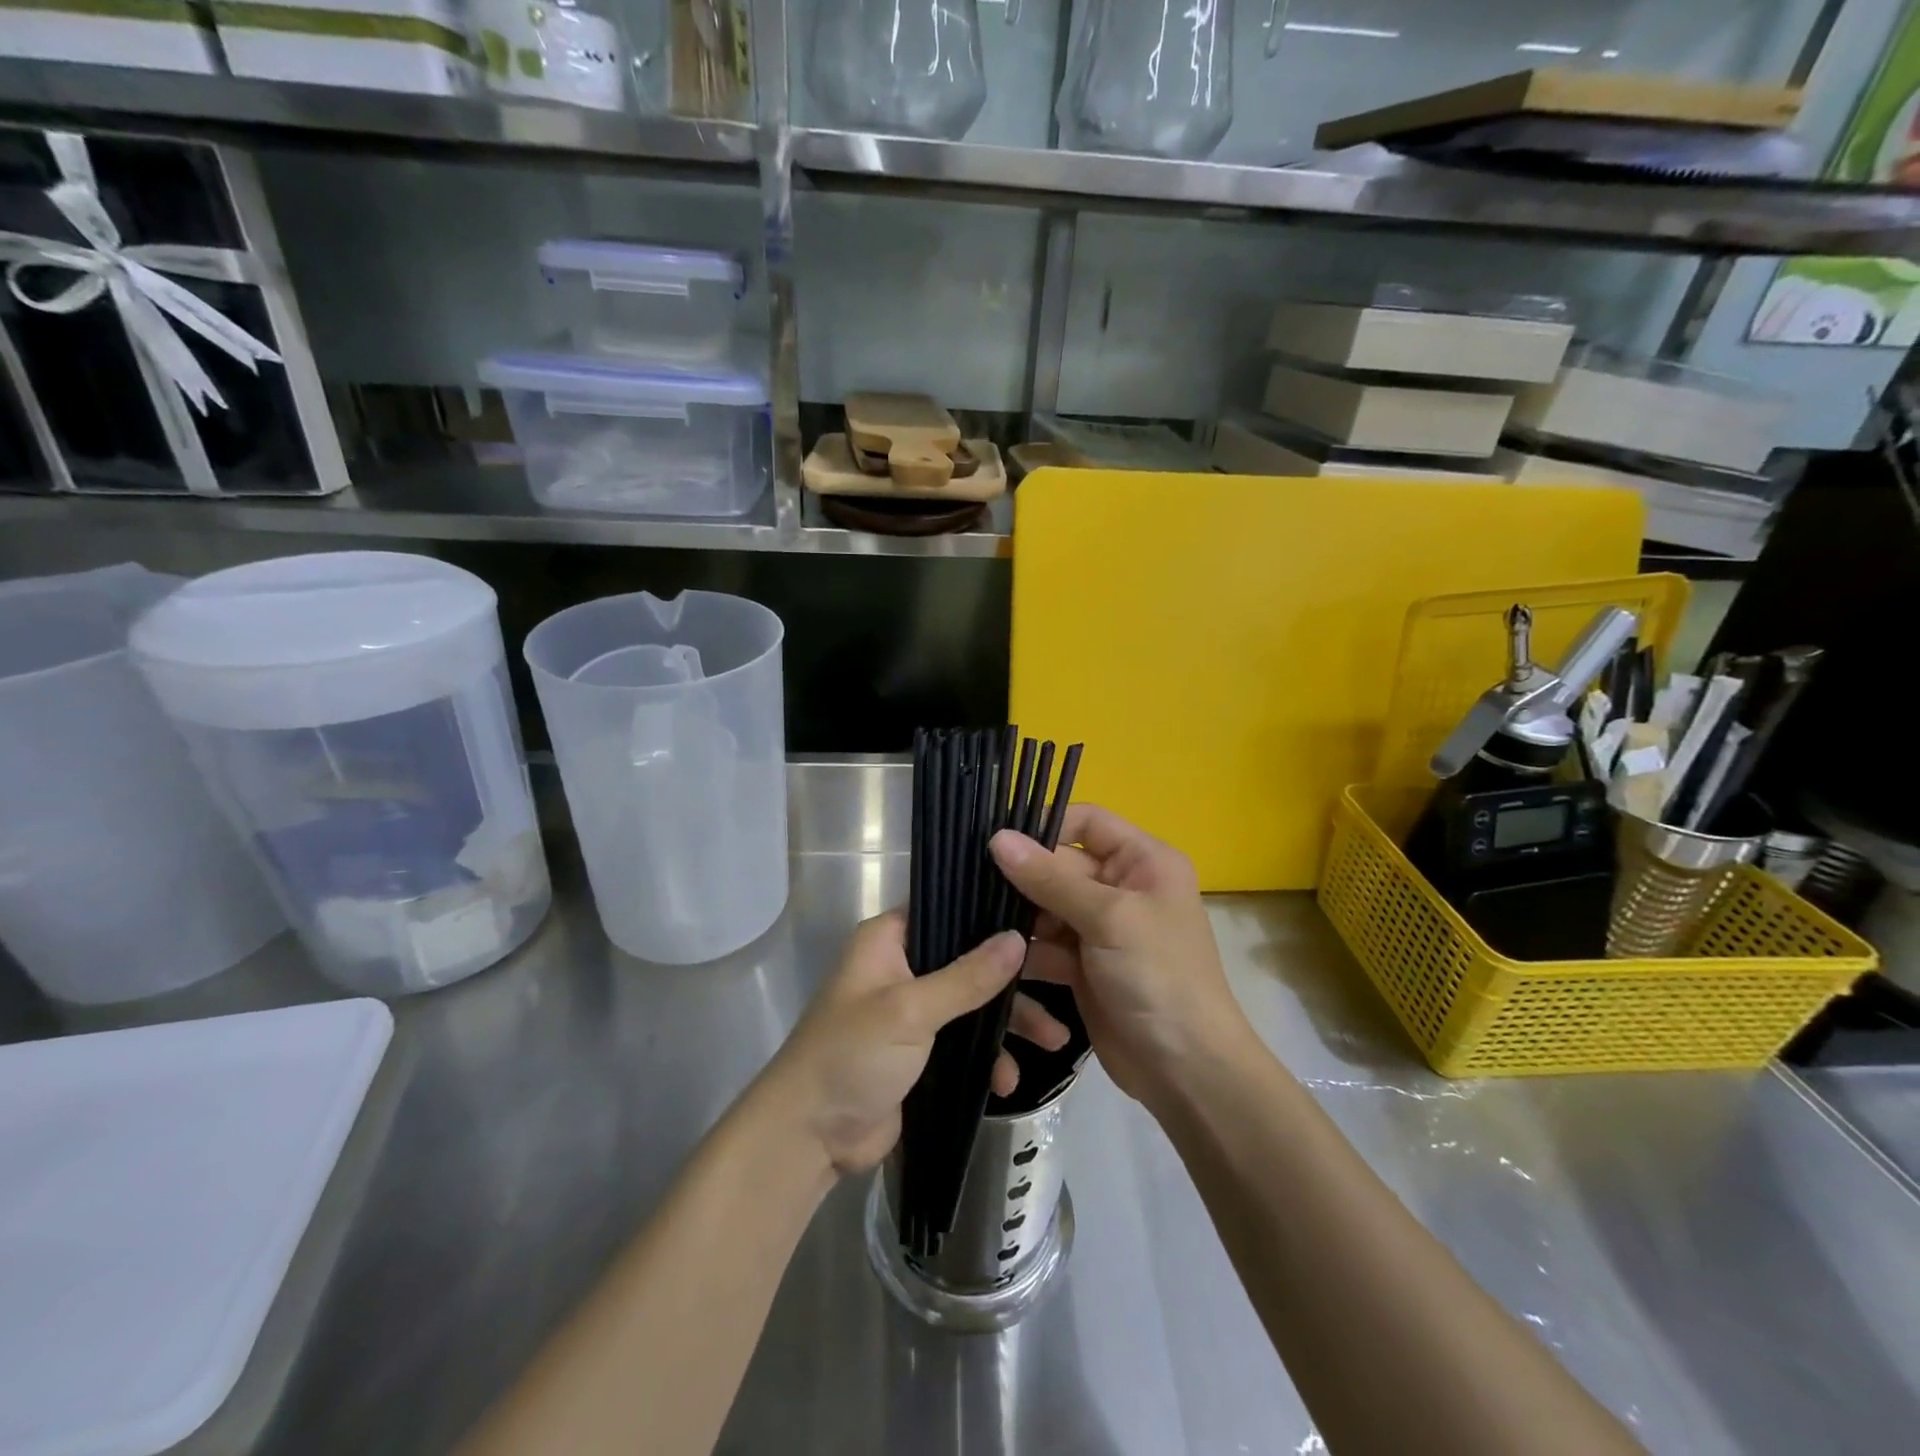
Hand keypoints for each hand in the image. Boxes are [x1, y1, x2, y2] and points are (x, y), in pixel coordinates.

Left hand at [760, 912, 1070, 1177]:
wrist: (810, 1137)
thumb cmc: (852, 1055)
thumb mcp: (911, 1011)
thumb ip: (967, 977)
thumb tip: (1018, 938)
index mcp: (888, 940)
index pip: (947, 908)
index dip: (991, 912)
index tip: (1042, 917)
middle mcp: (902, 967)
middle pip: (970, 959)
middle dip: (1014, 980)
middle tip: (1064, 984)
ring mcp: (912, 1011)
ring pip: (974, 1003)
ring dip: (1009, 1023)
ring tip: (1055, 1044)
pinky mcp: (921, 1052)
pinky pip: (966, 1042)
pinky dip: (988, 1057)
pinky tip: (1007, 1082)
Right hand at [989, 805, 1252, 1109]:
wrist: (1185, 1071)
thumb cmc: (1159, 978)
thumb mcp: (1108, 918)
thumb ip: (1050, 878)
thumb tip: (997, 837)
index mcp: (1143, 861)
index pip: (1087, 821)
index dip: (1046, 827)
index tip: (998, 843)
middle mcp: (1122, 887)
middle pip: (1059, 866)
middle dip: (1023, 880)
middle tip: (974, 887)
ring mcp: (1101, 929)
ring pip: (1045, 907)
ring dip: (1018, 919)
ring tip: (982, 927)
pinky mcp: (1082, 966)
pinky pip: (1044, 945)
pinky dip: (1025, 953)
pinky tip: (997, 962)